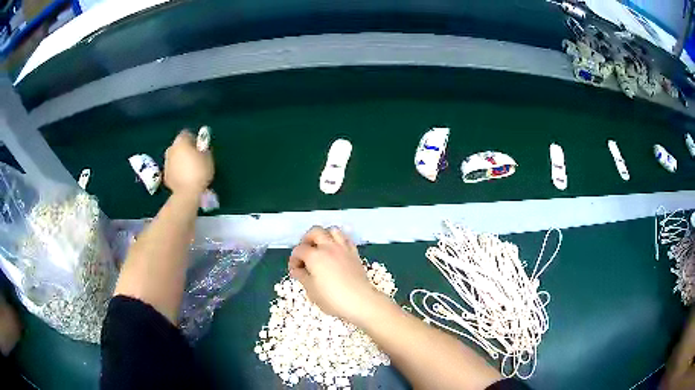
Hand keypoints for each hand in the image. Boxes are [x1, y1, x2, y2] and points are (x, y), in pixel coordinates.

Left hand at [164, 131, 213, 196]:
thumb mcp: (208, 157)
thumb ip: (203, 149)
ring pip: (175, 157)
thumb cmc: (199, 172)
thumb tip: (201, 149)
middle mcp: (171, 149)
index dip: (194, 139)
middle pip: (179, 145)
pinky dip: (177, 171)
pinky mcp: (165, 175)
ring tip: (190, 170)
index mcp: (181, 141)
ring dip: (180, 160)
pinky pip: (173, 169)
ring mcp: (166, 162)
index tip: (200, 147)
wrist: (186, 193)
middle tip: (195, 158)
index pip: (186, 133)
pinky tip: (184, 179)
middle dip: (185, 149)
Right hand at [289, 227, 381, 324]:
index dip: (294, 259)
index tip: (295, 270)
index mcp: (314, 256)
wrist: (360, 301)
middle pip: (315, 232)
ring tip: (320, 248)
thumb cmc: (332, 298)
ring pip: (332, 230)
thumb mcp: (311, 291)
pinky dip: (338, 241)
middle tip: (305, 253)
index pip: (299, 250)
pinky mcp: (354, 253)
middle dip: (306, 240)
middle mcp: (328, 247)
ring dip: (324, 236)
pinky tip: (336, 251)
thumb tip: (297, 270)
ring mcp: (343, 248)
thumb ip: (302, 277)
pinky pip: (345, 239)